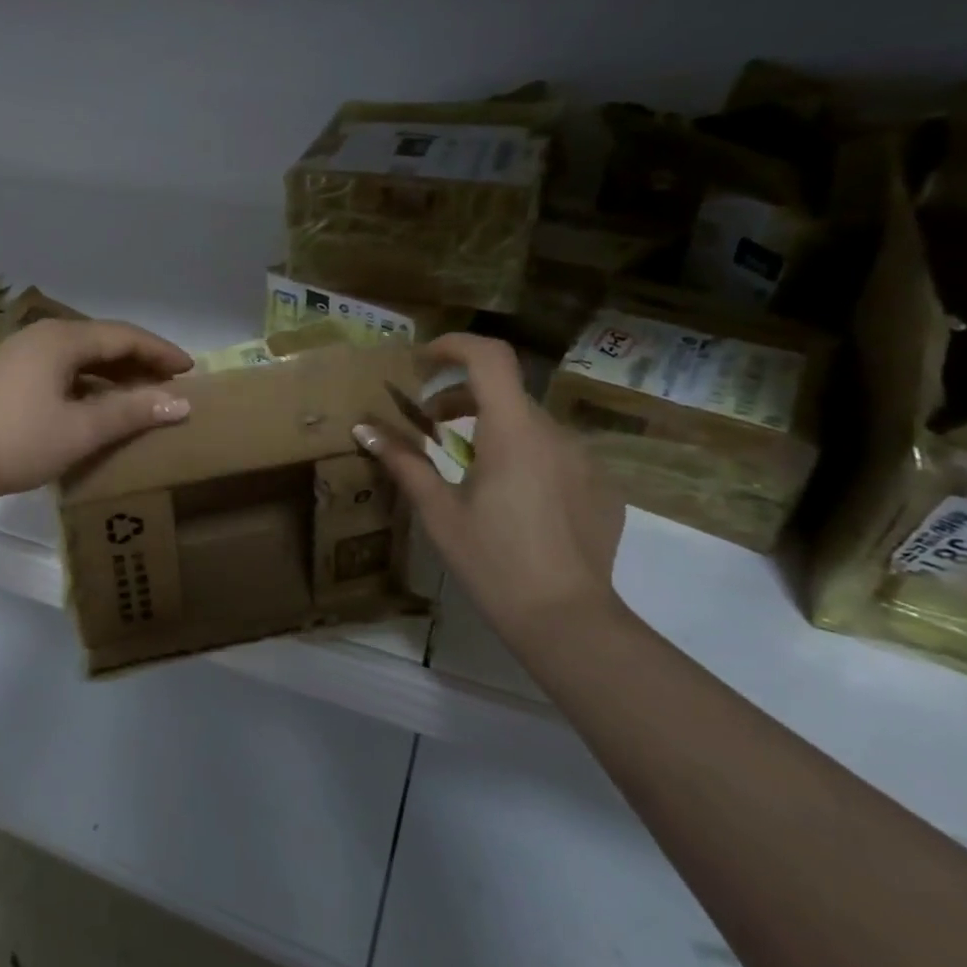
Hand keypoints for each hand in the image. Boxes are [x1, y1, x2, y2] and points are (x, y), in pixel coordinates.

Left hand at [0, 318, 193, 500]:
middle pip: (102, 342)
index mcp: (61, 339)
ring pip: (81, 358)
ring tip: (142, 395)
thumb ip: (130, 412)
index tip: (191, 369)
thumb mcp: (80, 429)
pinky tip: (98, 405)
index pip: (124, 336)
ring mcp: (21, 355)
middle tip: (171, 382)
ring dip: (114, 374)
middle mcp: (42, 337)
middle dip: (139, 361)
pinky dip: (89, 384)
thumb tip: (180, 403)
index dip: (160, 351)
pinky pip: (62, 370)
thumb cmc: (16, 440)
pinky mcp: (8, 376)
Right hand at [354, 333, 624, 633]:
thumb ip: (404, 462)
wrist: (566, 620)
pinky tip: (511, 503)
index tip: (424, 362)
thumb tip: (364, 429)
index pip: (490, 357)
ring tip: (467, 467)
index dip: (454, 346)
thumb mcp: (438, 511)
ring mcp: (585, 460)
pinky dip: (525, 457)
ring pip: (530, 424)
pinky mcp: (602, 488)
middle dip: (461, 397)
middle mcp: (555, 434)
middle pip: (505, 391)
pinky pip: (556, 455)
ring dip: (493, 428)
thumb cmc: (491, 561)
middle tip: (429, 427)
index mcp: (513, 432)